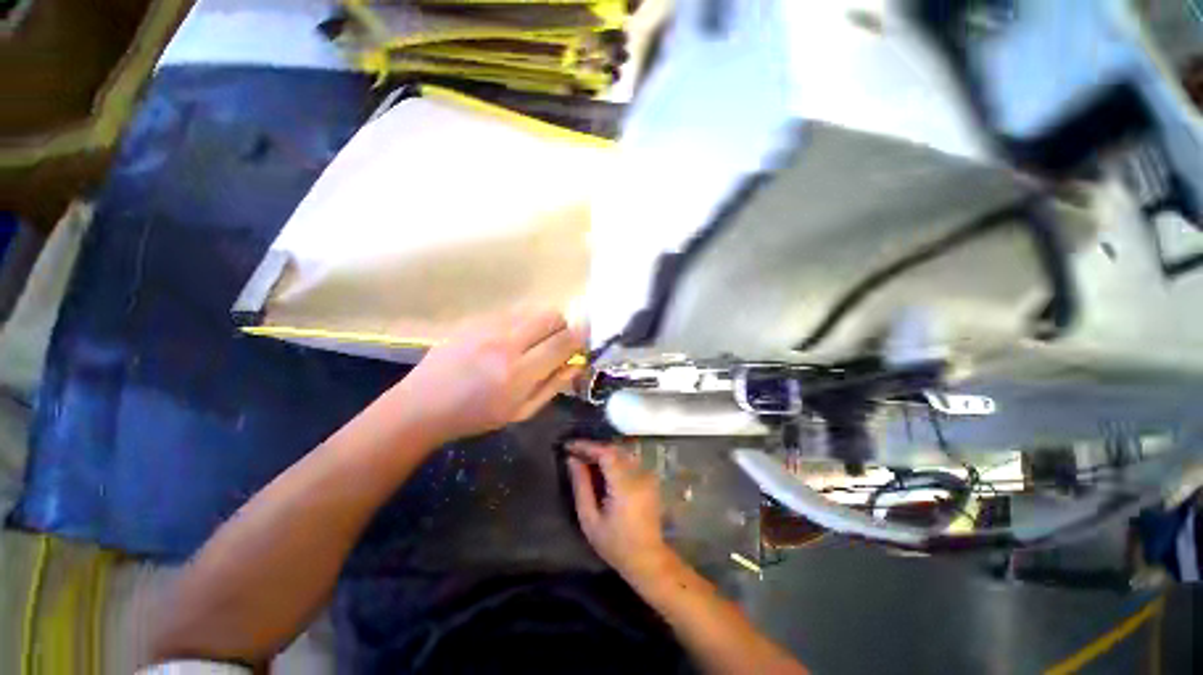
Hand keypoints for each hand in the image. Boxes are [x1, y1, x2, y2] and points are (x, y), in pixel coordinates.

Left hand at [394, 310, 584, 444]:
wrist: (423, 404)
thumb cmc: (476, 415)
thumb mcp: (521, 411)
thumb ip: (554, 385)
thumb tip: (578, 362)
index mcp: (518, 373)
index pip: (564, 342)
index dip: (581, 338)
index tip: (585, 340)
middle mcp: (505, 343)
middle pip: (552, 316)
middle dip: (563, 327)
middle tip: (557, 344)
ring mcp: (488, 326)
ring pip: (533, 309)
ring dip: (542, 323)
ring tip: (532, 342)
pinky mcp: (475, 319)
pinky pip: (512, 311)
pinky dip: (522, 322)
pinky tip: (509, 339)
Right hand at [567, 441, 673, 582]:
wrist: (647, 559)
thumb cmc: (615, 544)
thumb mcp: (590, 520)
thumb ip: (581, 487)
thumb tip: (572, 460)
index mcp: (625, 485)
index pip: (606, 453)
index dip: (587, 446)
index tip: (570, 446)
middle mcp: (639, 475)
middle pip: (614, 449)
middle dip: (593, 448)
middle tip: (575, 453)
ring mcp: (647, 476)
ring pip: (622, 453)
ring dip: (603, 453)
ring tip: (585, 460)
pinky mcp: (649, 479)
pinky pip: (628, 460)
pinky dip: (613, 459)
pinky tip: (601, 469)